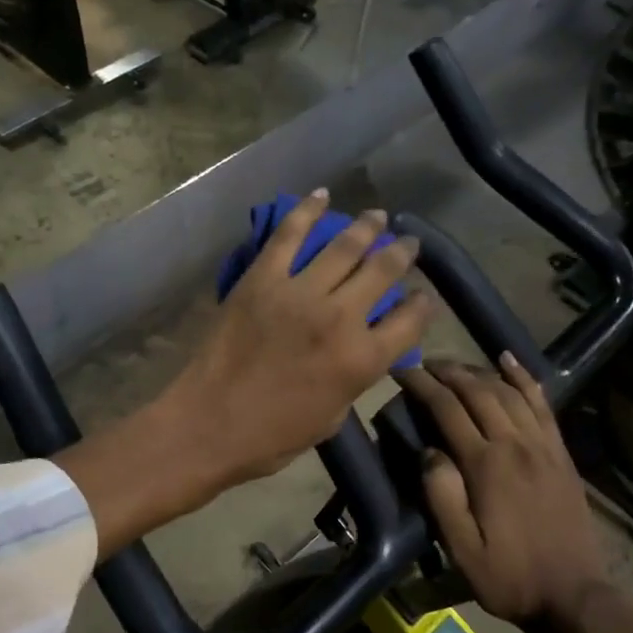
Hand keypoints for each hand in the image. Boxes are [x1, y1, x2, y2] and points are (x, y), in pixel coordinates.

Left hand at [172, 190, 432, 488]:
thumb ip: (355, 377)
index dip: (422, 305)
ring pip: (344, 246)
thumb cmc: (273, 436)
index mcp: (362, 359)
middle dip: (402, 252)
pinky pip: (289, 235)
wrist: (210, 423)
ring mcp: (299, 292)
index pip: (410, 321)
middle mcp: (339, 318)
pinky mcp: (262, 278)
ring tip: (377, 215)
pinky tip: (322, 196)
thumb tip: (362, 349)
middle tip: (408, 241)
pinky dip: (307, 211)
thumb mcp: (333, 417)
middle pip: (383, 271)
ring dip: (366, 226)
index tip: (422, 295)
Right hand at [398, 355, 605, 626]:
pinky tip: (509, 360)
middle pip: (478, 391)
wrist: (575, 597)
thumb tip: (428, 450)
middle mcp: (515, 444)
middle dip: (447, 371)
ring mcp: (542, 446)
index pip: (447, 409)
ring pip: (508, 391)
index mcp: (486, 465)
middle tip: (423, 364)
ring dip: (478, 371)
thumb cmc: (510, 577)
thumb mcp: (462, 549)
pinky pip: (542, 404)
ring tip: (454, 366)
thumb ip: (441, 496)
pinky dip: (524, 378)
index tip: (401, 371)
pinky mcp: (560, 452)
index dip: (422, 385)